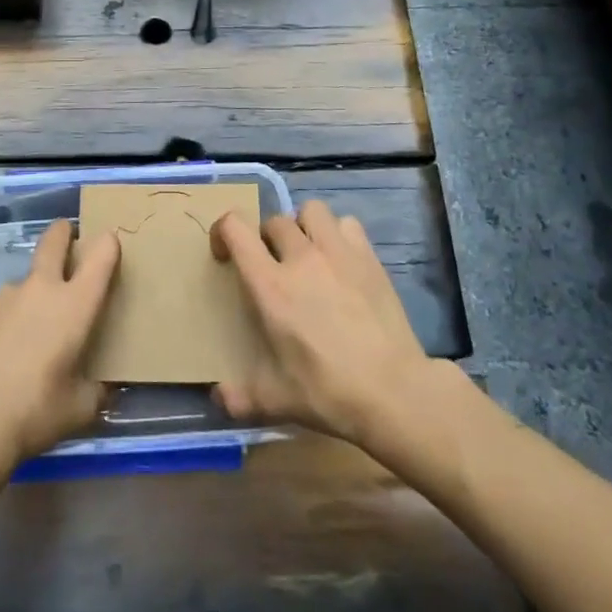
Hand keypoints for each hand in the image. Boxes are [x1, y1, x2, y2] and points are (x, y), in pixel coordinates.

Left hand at [0, 219, 120, 470]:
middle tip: (71, 238)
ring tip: (35, 328)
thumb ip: (96, 390)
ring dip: (36, 289)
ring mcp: (6, 296)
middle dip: (65, 232)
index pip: (101, 254)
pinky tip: (6, 347)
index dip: (109, 243)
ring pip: (27, 277)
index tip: (111, 246)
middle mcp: (41, 288)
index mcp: (75, 304)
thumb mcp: (80, 408)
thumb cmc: (35, 411)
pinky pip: (4, 304)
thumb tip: (103, 387)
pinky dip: (11, 316)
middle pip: (55, 239)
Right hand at [211, 200, 434, 447]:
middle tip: (272, 265)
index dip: (222, 230)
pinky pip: (347, 224)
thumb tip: (217, 398)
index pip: (236, 228)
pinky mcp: (369, 257)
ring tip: (307, 252)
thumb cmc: (328, 391)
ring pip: (311, 210)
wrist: (394, 392)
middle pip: (274, 220)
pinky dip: (338, 234)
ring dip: (302, 225)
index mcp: (269, 285)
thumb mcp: (275, 400)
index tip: (225, 254)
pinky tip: (340, 259)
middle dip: (266, 238)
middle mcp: (300, 257)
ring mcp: (338, 252)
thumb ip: (239, 397)